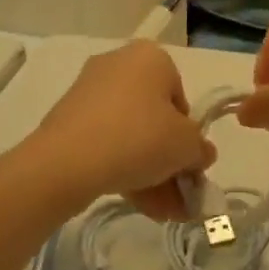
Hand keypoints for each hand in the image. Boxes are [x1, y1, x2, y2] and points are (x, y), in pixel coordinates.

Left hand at [19, 42, 215, 220]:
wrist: (67, 161)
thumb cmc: (139, 138)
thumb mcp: (186, 146)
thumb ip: (200, 149)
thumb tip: (201, 154)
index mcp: (150, 57)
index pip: (181, 98)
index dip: (188, 136)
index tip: (188, 166)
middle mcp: (119, 64)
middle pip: (154, 118)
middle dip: (169, 162)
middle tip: (179, 197)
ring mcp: (90, 91)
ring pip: (131, 133)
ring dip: (150, 172)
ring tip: (162, 212)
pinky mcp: (69, 117)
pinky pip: (106, 141)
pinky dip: (123, 167)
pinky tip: (138, 204)